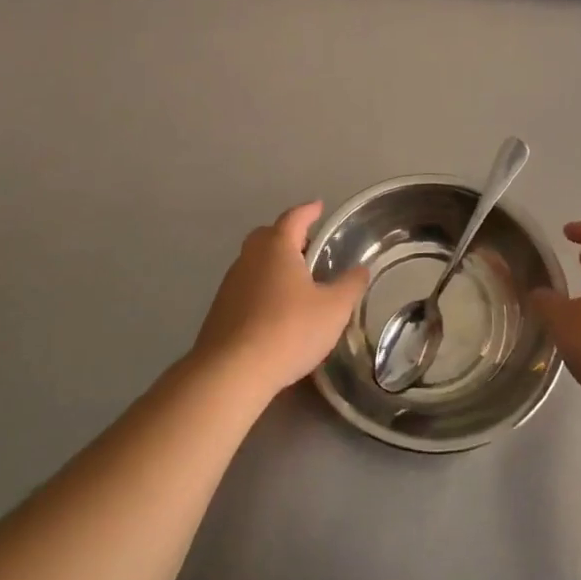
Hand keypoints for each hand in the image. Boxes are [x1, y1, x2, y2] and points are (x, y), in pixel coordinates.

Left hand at [192, 202, 368, 399]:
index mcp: (276, 247)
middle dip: (288, 236)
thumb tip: (361, 269)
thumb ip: (350, 285)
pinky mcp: (219, 311)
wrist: (231, 372)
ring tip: (296, 282)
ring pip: (254, 262)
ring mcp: (230, 284)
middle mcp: (249, 258)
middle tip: (309, 247)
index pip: (294, 218)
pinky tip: (276, 311)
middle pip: (268, 236)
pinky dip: (262, 289)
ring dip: (274, 264)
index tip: (319, 206)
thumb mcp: (334, 309)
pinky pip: (246, 287)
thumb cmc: (289, 330)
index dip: (308, 211)